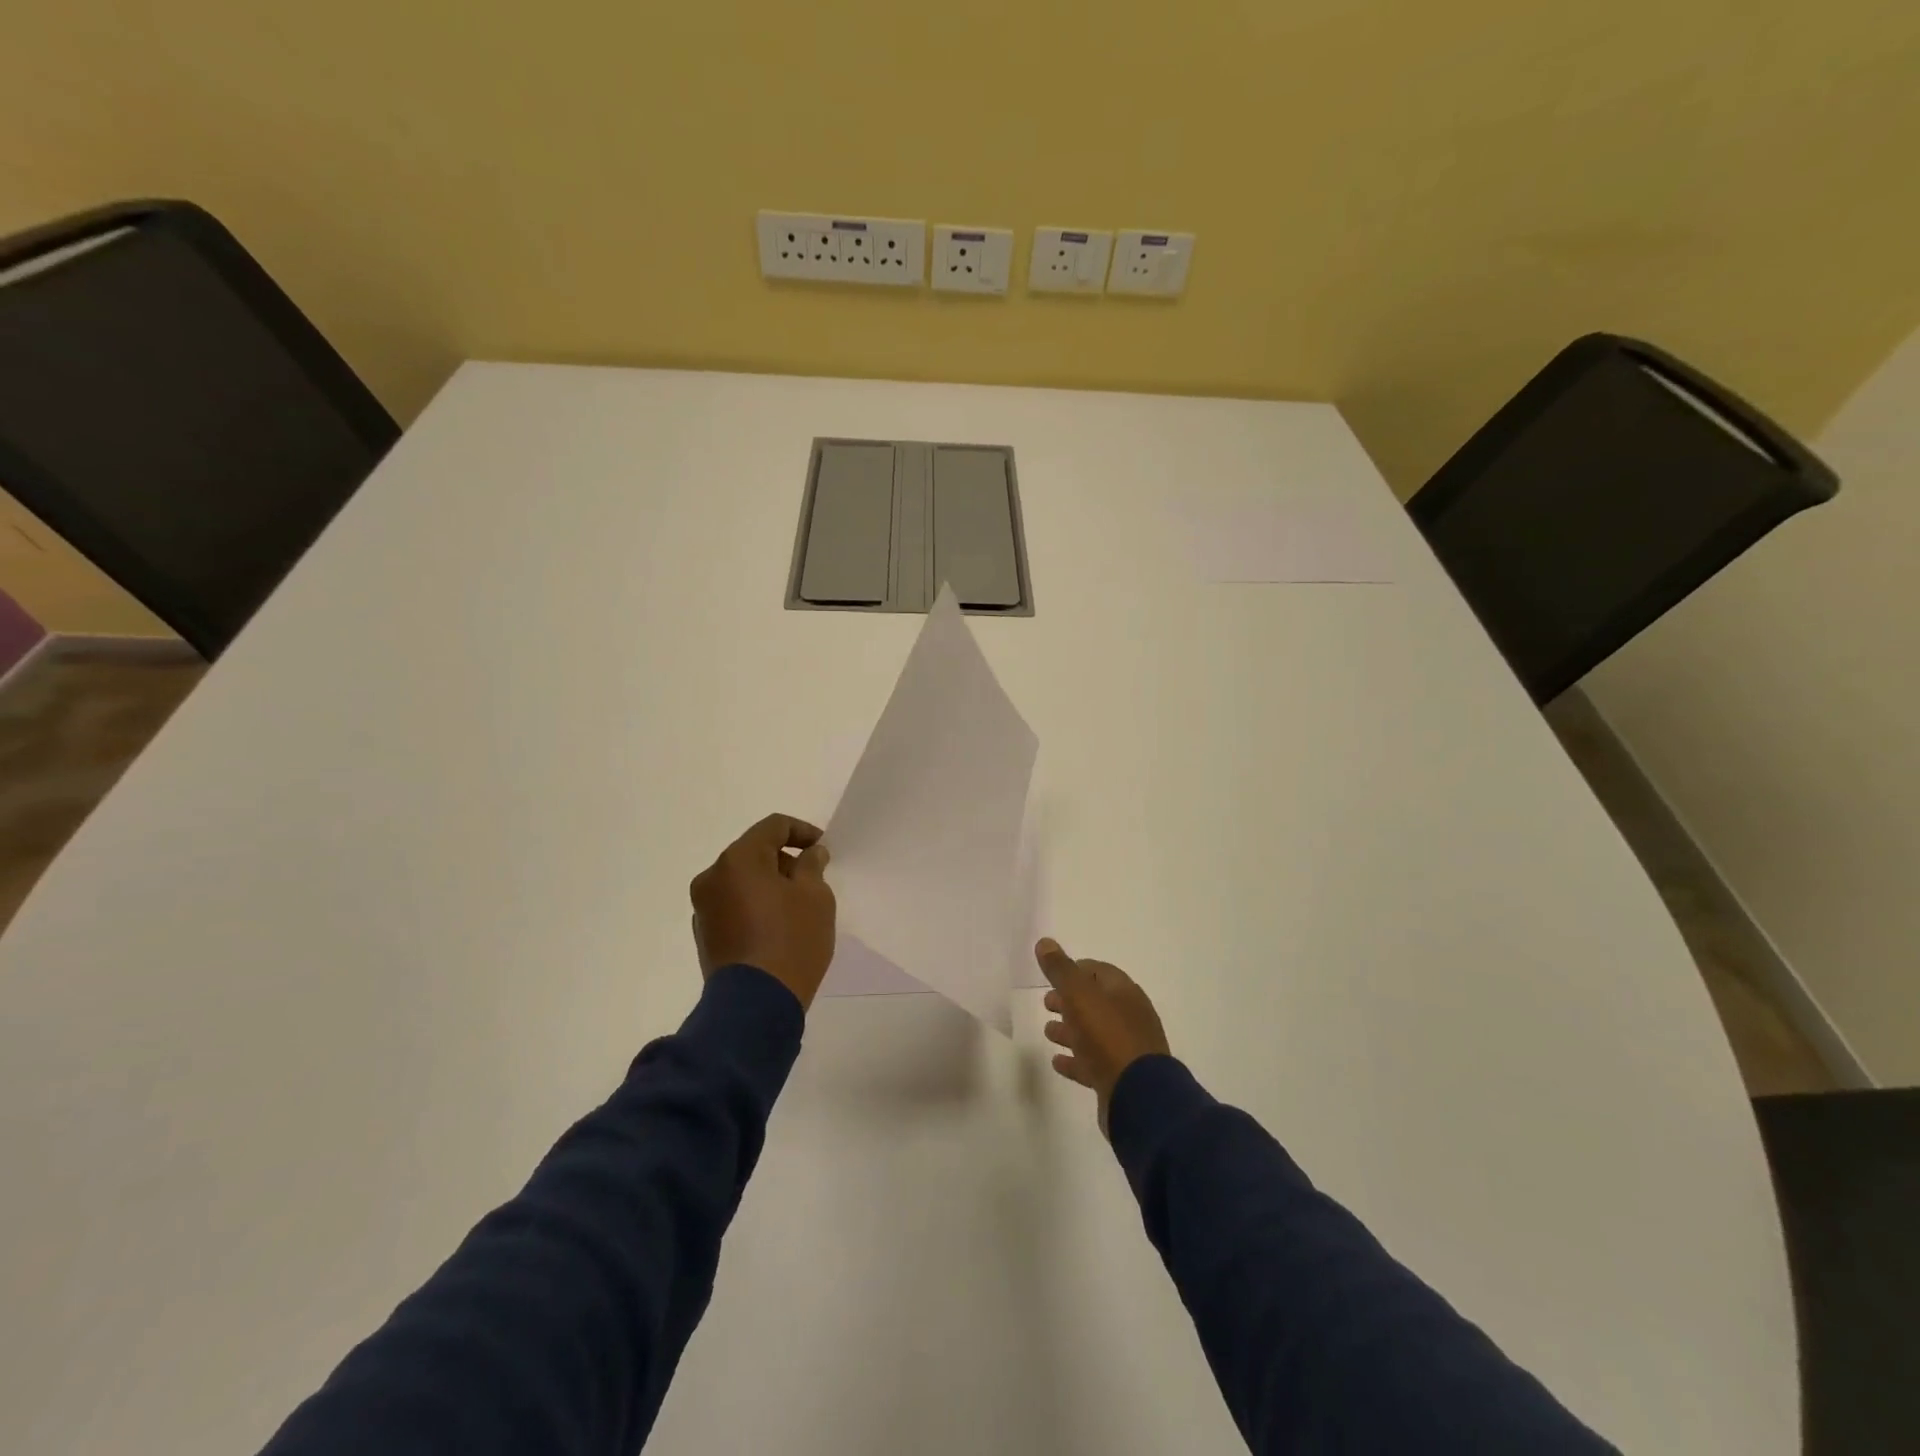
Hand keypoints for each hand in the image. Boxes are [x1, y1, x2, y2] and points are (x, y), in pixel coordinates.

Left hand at [690, 814, 836, 1008]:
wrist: (755, 1006)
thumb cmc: (792, 941)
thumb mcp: (816, 897)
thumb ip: (812, 866)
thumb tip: (810, 854)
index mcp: (738, 860)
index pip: (773, 826)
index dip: (802, 831)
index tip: (823, 849)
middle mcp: (712, 877)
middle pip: (754, 852)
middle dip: (785, 860)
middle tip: (814, 879)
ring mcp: (703, 908)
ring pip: (742, 880)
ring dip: (769, 883)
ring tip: (798, 905)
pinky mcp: (705, 935)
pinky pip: (734, 905)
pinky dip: (755, 905)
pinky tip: (778, 926)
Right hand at [1037, 938, 1170, 1135]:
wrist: (1138, 1095)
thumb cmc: (1108, 1036)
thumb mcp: (1079, 996)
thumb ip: (1061, 970)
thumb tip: (1044, 942)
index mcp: (1124, 992)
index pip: (1098, 971)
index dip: (1074, 970)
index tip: (1052, 975)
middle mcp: (1129, 1016)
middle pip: (1095, 1002)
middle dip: (1070, 1000)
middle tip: (1046, 1002)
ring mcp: (1127, 1048)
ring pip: (1093, 1032)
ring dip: (1070, 1029)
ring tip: (1048, 1031)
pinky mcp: (1120, 1077)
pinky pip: (1093, 1062)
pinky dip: (1075, 1059)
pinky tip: (1057, 1061)